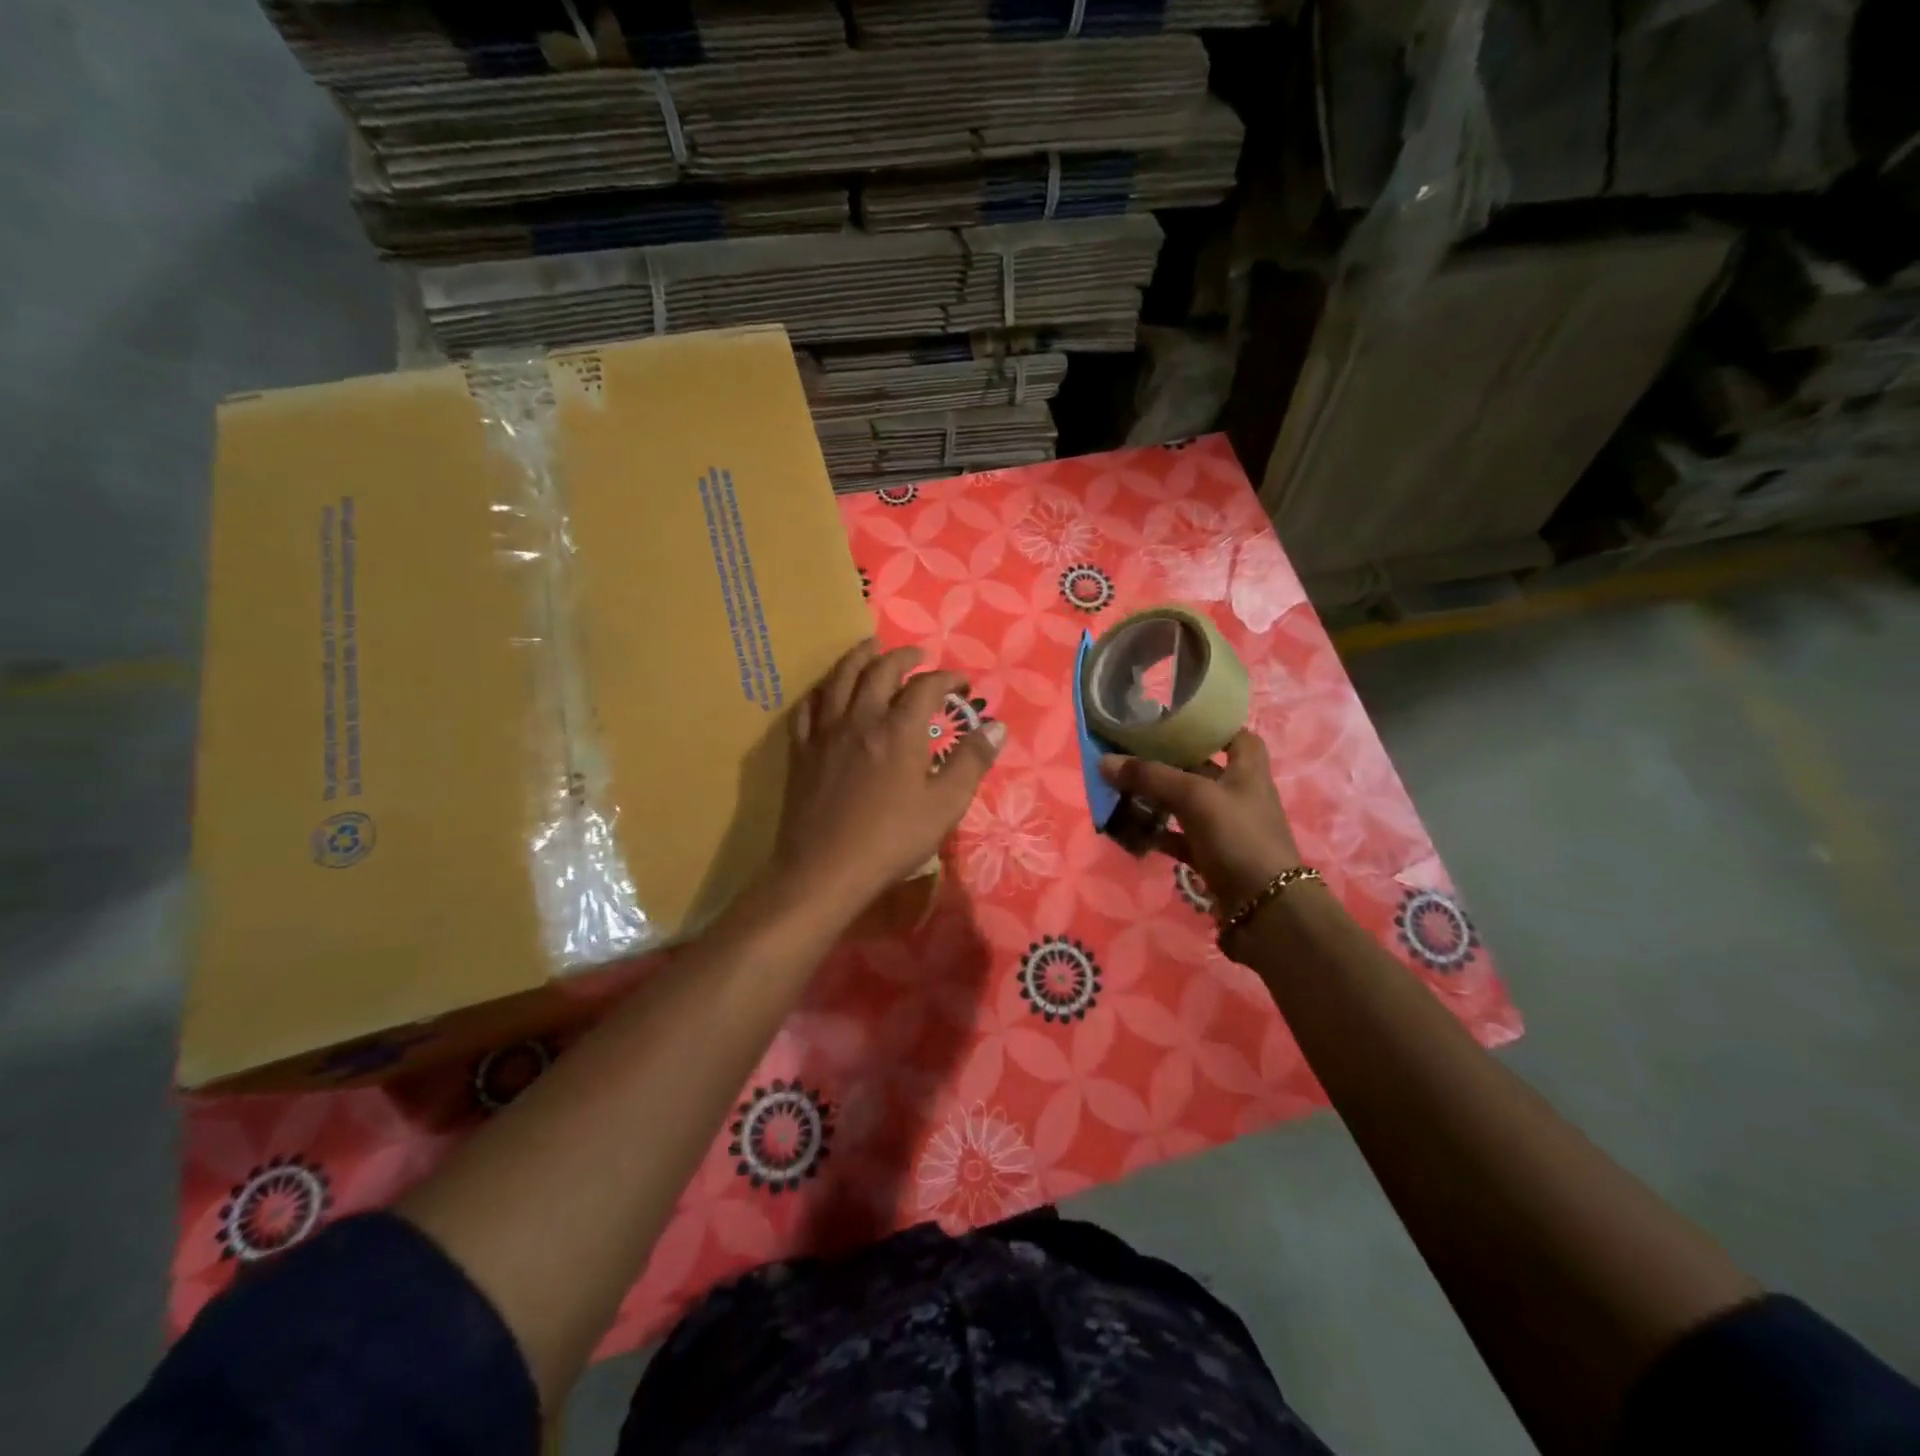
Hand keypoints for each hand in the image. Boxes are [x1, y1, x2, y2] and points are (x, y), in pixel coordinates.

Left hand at [765, 638, 1003, 918]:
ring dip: (859, 657)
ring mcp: (826, 732)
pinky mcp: (801, 751)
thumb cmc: (892, 839)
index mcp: (899, 730)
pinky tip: (827, 691)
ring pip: (840, 678)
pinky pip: (808, 707)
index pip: (926, 687)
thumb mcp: (945, 805)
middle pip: (880, 671)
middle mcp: (860, 719)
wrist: (825, 870)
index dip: (947, 678)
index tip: (962, 683)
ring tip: (870, 648)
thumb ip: (971, 761)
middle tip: (918, 657)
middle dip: (903, 658)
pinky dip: (822, 690)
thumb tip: (996, 726)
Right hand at [1099, 730, 1300, 914]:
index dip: (1209, 726)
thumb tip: (1104, 761)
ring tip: (1120, 789)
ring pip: (1185, 804)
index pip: (1234, 735)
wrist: (1266, 910)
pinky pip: (1178, 838)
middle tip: (1130, 753)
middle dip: (1167, 762)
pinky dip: (1156, 833)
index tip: (1172, 720)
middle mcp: (1238, 794)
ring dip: (1156, 798)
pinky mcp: (1212, 856)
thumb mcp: (1195, 797)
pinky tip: (1130, 830)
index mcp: (1247, 770)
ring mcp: (1225, 828)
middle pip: (1200, 768)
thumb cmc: (1239, 838)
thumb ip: (1150, 777)